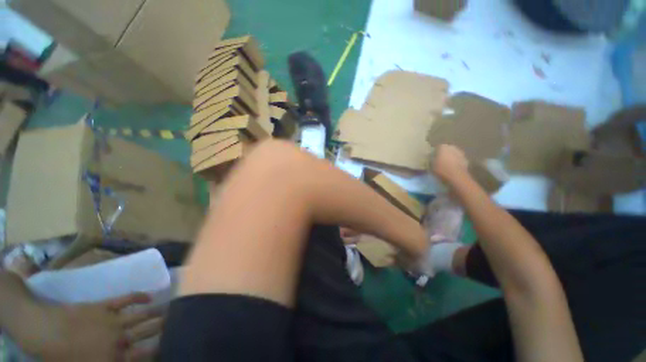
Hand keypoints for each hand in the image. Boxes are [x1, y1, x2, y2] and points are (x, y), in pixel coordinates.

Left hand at [20, 293, 162, 361]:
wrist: (45, 331)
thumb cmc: (62, 357)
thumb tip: (128, 360)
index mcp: (114, 357)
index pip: (143, 355)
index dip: (156, 350)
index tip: (167, 345)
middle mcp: (119, 338)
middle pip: (146, 333)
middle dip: (163, 328)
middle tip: (176, 322)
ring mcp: (113, 320)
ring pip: (141, 315)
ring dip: (156, 312)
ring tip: (170, 308)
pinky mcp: (105, 306)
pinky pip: (126, 299)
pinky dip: (138, 296)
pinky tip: (148, 295)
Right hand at [431, 144, 468, 184]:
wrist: (457, 177)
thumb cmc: (441, 169)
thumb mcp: (431, 165)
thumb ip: (431, 160)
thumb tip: (431, 158)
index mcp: (443, 147)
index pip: (437, 148)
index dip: (435, 153)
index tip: (432, 158)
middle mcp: (452, 147)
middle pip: (447, 150)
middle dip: (444, 154)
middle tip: (439, 161)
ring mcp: (460, 153)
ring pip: (453, 155)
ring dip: (450, 158)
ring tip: (446, 165)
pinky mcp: (466, 160)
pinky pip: (458, 160)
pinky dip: (455, 163)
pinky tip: (452, 169)